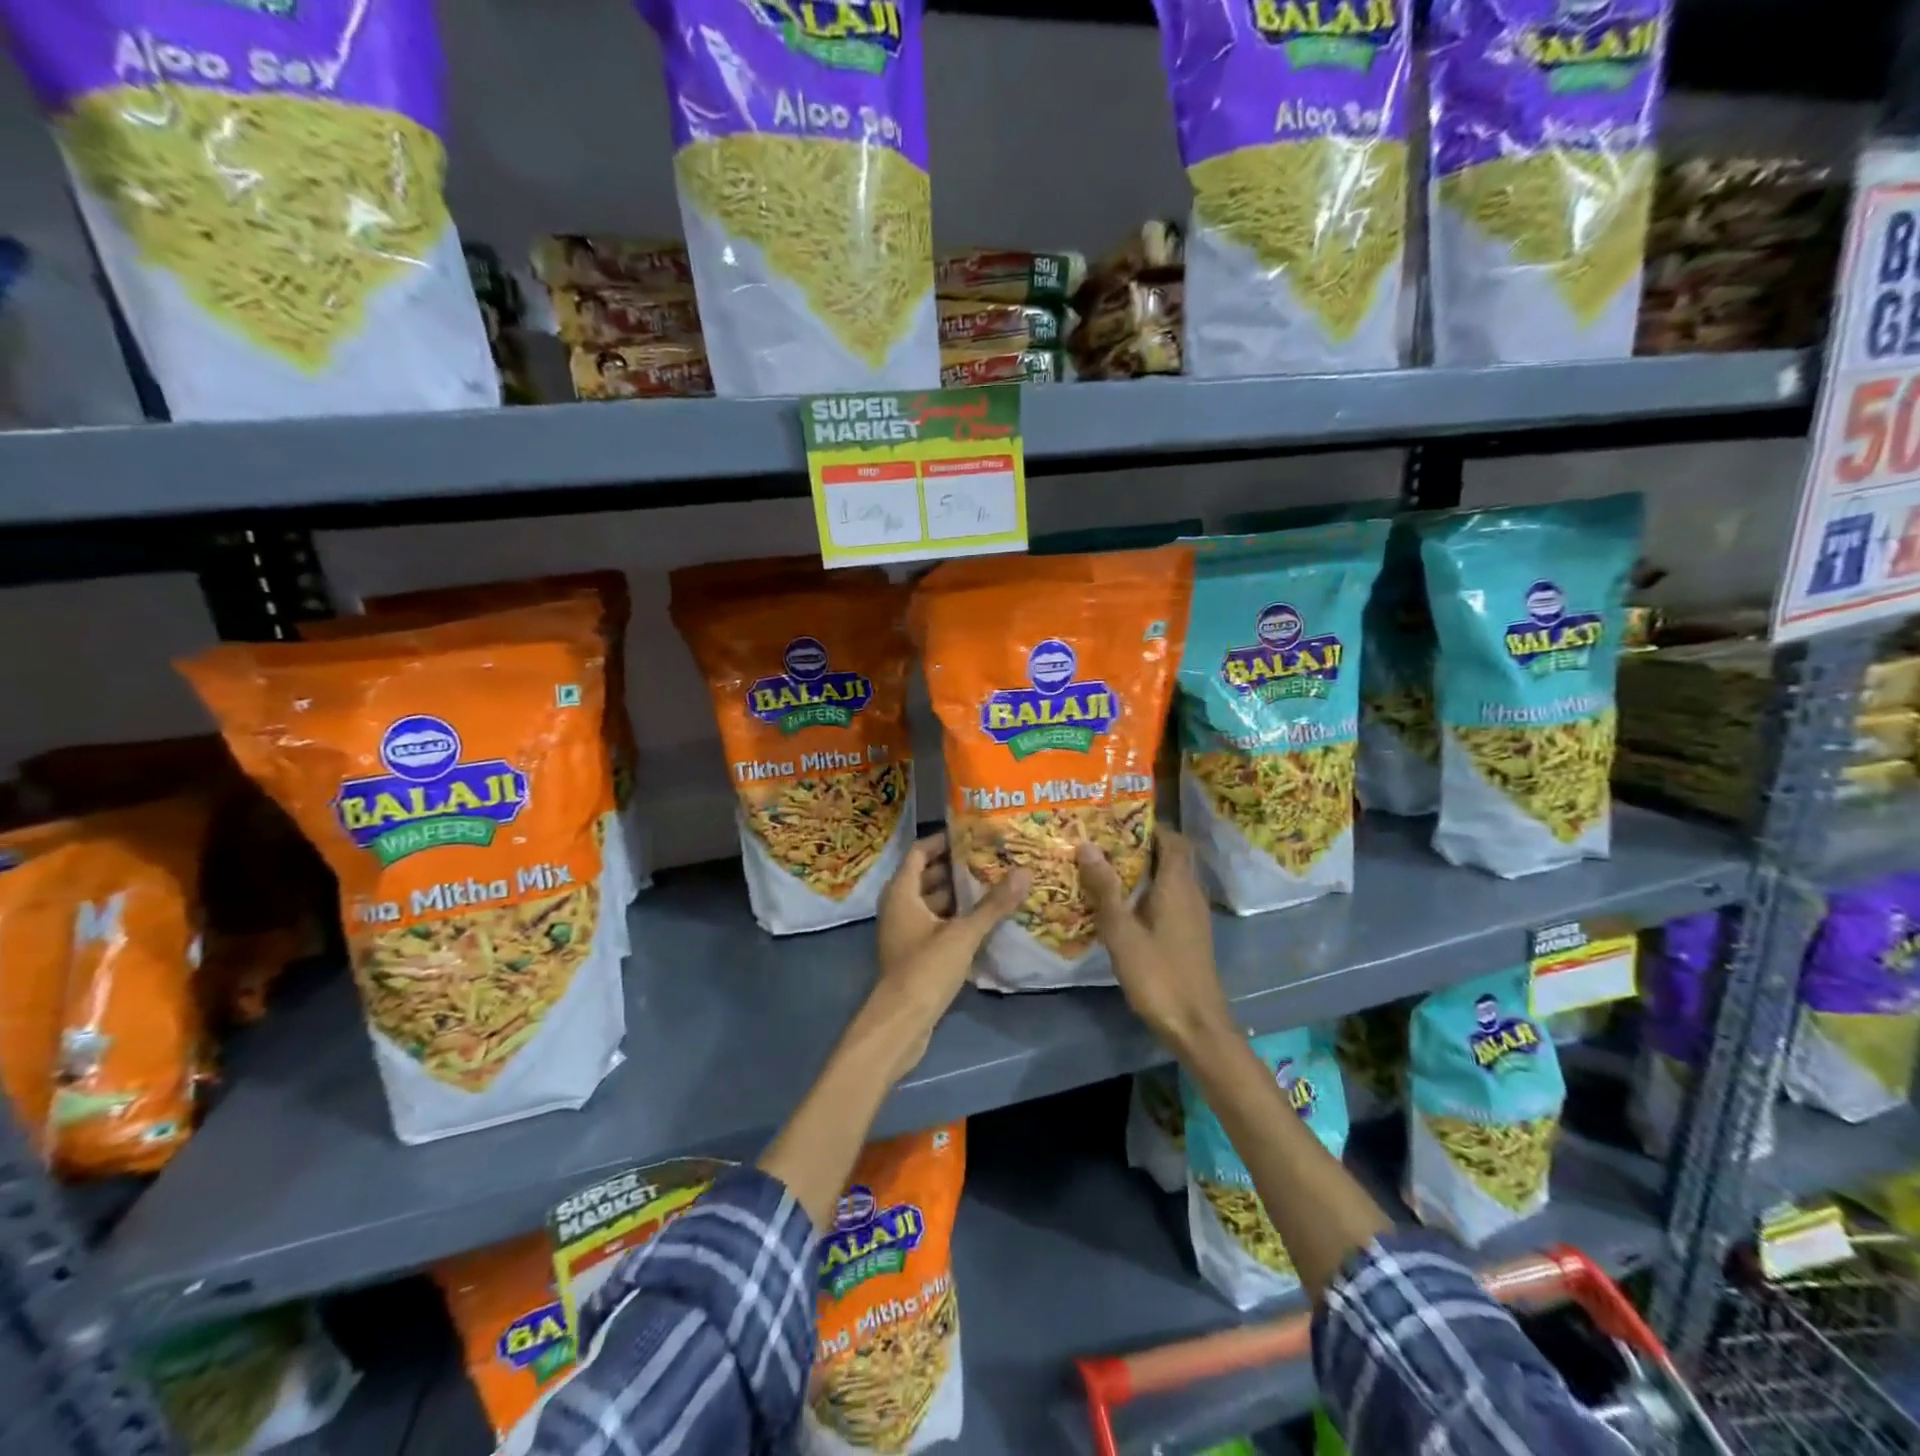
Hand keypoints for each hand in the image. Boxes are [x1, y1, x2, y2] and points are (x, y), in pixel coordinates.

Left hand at [863, 833, 1027, 1081]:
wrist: (901, 1022)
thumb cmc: (925, 969)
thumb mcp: (963, 934)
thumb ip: (993, 904)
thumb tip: (1025, 872)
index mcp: (901, 892)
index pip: (919, 852)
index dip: (942, 841)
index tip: (972, 834)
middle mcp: (898, 907)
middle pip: (926, 876)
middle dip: (956, 867)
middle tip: (990, 858)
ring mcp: (904, 932)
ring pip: (932, 902)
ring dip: (958, 895)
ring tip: (993, 885)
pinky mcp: (913, 953)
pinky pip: (934, 924)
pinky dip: (954, 918)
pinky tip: (983, 921)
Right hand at [1077, 828, 1234, 1054]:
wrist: (1196, 1026)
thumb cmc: (1159, 975)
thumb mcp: (1122, 932)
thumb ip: (1105, 889)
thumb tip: (1086, 845)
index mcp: (1177, 885)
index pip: (1171, 838)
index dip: (1148, 825)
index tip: (1116, 819)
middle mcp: (1190, 893)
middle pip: (1170, 855)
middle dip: (1139, 844)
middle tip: (1102, 841)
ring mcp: (1192, 915)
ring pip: (1169, 878)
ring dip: (1142, 868)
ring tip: (1104, 866)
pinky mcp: (1188, 933)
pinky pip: (1168, 897)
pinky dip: (1146, 891)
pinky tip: (1119, 903)